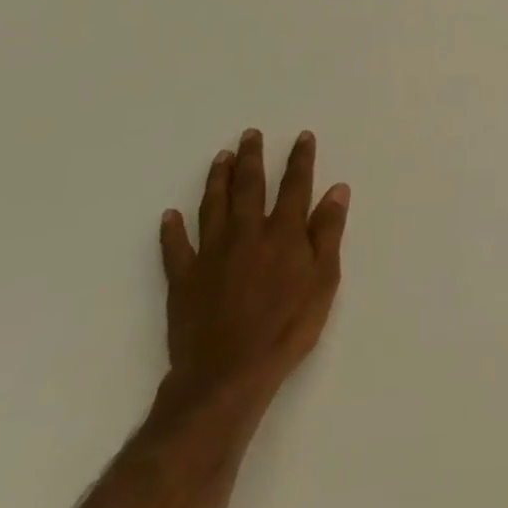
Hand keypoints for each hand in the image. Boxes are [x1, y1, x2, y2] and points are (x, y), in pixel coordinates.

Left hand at [158, 129, 350, 411]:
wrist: (228, 373)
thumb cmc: (288, 326)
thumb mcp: (324, 280)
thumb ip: (328, 232)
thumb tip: (337, 190)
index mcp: (284, 234)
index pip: (294, 186)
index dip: (299, 160)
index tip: (302, 137)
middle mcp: (247, 234)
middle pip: (249, 187)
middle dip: (252, 158)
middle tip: (250, 134)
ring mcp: (211, 255)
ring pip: (212, 207)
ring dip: (217, 179)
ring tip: (220, 157)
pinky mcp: (183, 279)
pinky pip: (175, 247)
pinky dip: (172, 230)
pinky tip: (170, 216)